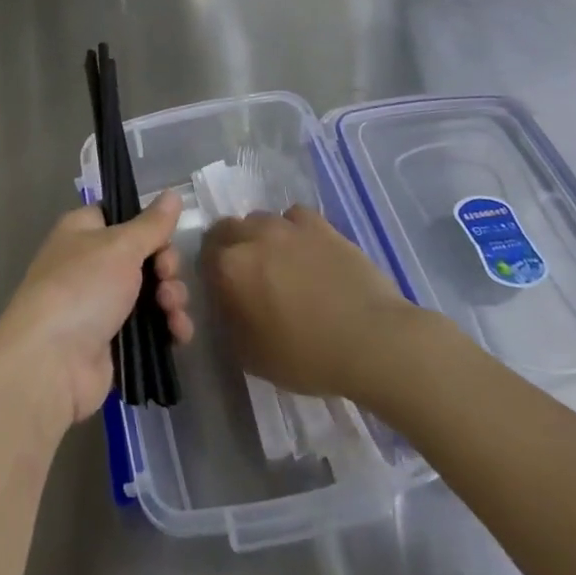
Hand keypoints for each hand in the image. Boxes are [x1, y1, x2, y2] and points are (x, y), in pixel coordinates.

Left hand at [0, 191, 193, 437]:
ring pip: (152, 292)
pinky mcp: (114, 341)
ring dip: (171, 298)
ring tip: (172, 311)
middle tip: (166, 277)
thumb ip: (152, 224)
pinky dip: (169, 327)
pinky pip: (151, 327)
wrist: (51, 362)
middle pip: (144, 255)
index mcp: (84, 232)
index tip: (165, 237)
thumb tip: (173, 192)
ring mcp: (102, 304)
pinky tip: (179, 334)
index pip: (123, 216)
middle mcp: (91, 264)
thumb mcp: (121, 246)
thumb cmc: (82, 287)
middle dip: (166, 266)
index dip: (149, 226)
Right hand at [200, 205, 415, 401]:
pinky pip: (294, 217)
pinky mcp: (321, 225)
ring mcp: (289, 226)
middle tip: (245, 274)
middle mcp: (253, 237)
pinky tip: (305, 250)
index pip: (204, 254)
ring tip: (277, 262)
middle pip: (227, 228)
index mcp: (230, 268)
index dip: (209, 270)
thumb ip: (230, 324)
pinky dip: (293, 230)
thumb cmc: (307, 356)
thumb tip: (227, 307)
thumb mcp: (252, 356)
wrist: (371, 340)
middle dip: (229, 246)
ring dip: (260, 237)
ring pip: (260, 219)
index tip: (220, 288)